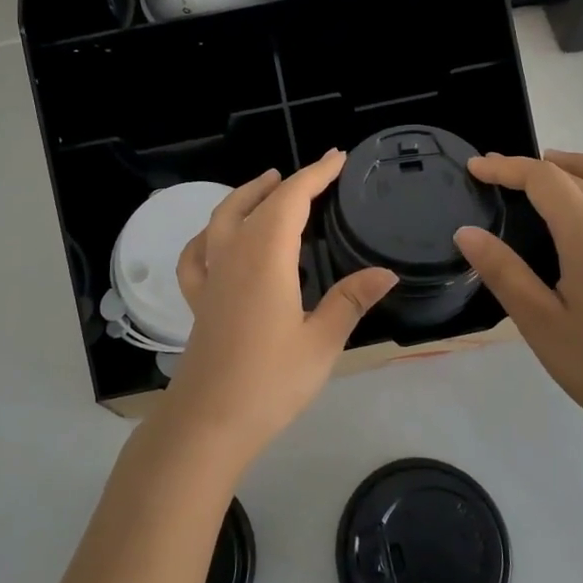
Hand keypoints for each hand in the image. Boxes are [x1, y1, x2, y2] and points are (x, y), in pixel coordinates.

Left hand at [163, 150, 398, 463]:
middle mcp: (233, 257)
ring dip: (245, 196)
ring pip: (222, 220)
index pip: (291, 200)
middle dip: (288, 183)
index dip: (315, 175)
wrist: (207, 424)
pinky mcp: (198, 301)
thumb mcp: (321, 342)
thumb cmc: (269, 382)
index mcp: (265, 259)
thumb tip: (386, 272)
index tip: (337, 158)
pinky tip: (215, 238)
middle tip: (316, 173)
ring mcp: (211, 278)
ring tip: (267, 185)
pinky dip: (207, 236)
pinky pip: (197, 255)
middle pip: (258, 204)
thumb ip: (350, 301)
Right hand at [454, 151, 582, 444]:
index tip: (475, 168)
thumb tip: (466, 232)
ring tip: (548, 172)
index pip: (544, 180)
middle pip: (576, 174)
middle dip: (533, 166)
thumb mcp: (540, 323)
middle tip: (497, 173)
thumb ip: (504, 272)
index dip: (507, 168)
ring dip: (578, 166)